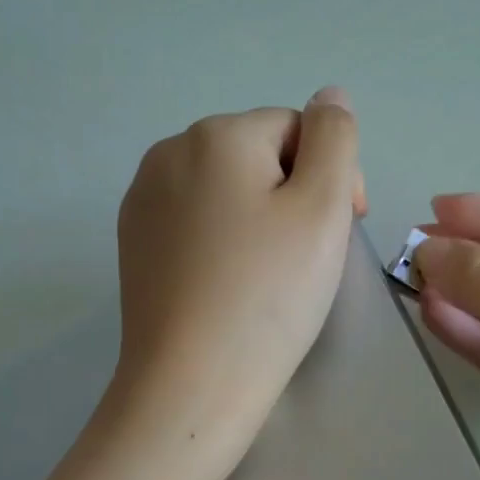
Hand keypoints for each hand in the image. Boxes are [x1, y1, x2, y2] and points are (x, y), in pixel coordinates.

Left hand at [106, 89, 365, 479]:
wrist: (191, 384)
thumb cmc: (269, 294)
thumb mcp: (323, 207)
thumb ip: (335, 138)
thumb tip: (330, 95)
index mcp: (216, 135)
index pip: (297, 129)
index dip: (332, 175)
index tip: (345, 229)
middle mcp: (169, 151)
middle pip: (259, 154)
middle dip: (294, 192)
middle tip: (308, 257)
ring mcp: (143, 197)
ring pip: (227, 186)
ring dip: (260, 213)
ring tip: (270, 272)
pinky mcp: (134, 239)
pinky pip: (196, 217)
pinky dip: (223, 237)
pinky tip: (230, 281)